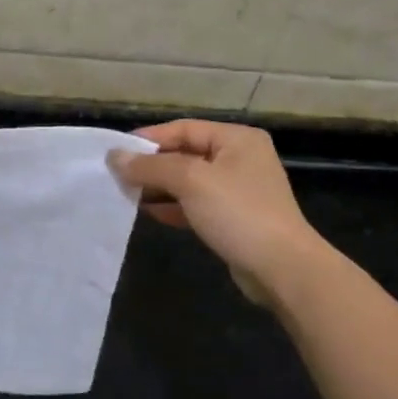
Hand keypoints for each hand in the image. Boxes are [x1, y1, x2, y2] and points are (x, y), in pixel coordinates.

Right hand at [110, 120, 332, 306]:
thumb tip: (114, 156)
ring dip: (159, 187)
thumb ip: (151, 166)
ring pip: (189, 181)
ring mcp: (239, 190)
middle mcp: (240, 159)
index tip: (116, 152)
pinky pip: (196, 205)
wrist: (283, 270)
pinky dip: (173, 206)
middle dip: (152, 165)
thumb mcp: (191, 181)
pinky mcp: (234, 219)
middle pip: (185, 154)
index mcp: (237, 139)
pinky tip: (149, 213)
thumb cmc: (238, 213)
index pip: (183, 129)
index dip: (148, 139)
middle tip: (117, 175)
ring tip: (126, 194)